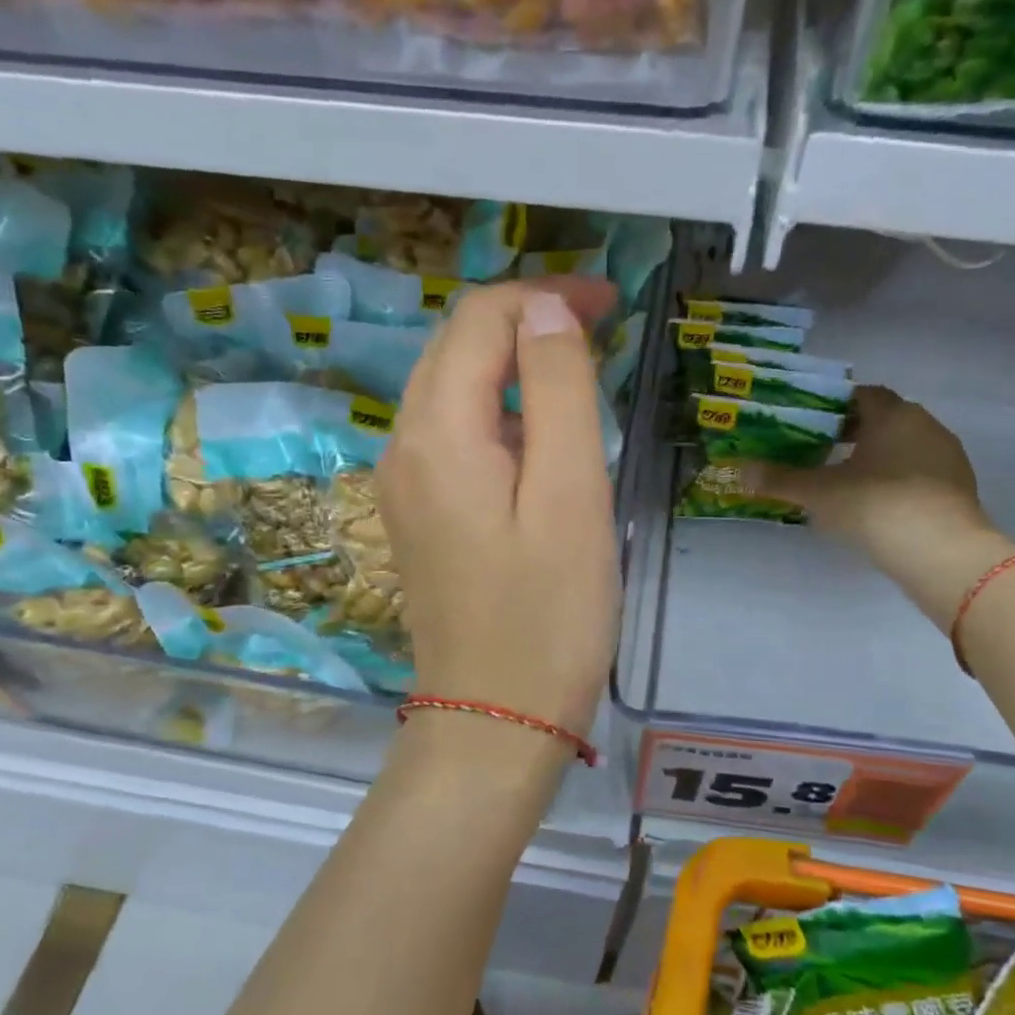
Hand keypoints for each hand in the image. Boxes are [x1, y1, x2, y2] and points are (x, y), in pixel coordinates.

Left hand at [379, 277, 619, 741]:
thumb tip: (546, 309)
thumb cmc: (548, 615)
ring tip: (579, 368)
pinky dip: (497, 406)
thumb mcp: (571, 494)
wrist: (494, 720)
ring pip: (450, 385)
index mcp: (437, 431)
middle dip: (526, 318)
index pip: (479, 319)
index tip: (611, 304)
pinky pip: (451, 430)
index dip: (544, 295)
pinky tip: (539, 430)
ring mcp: (404, 481)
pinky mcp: (418, 512)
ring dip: (511, 360)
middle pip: (455, 344)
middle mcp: (403, 443)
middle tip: (601, 327)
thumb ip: (559, 390)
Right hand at [748, 387, 1014, 625]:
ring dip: (877, 457)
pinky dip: (897, 480)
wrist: (941, 552)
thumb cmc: (874, 506)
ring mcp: (947, 457)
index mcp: (893, 414)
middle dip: (853, 432)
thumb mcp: (818, 493)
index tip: (811, 422)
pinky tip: (878, 504)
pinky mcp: (959, 488)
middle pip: (884, 419)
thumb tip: (738, 470)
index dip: (835, 406)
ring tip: (846, 479)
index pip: (862, 395)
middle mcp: (925, 425)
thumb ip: (779, 479)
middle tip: (821, 450)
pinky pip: (920, 473)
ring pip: (904, 446)